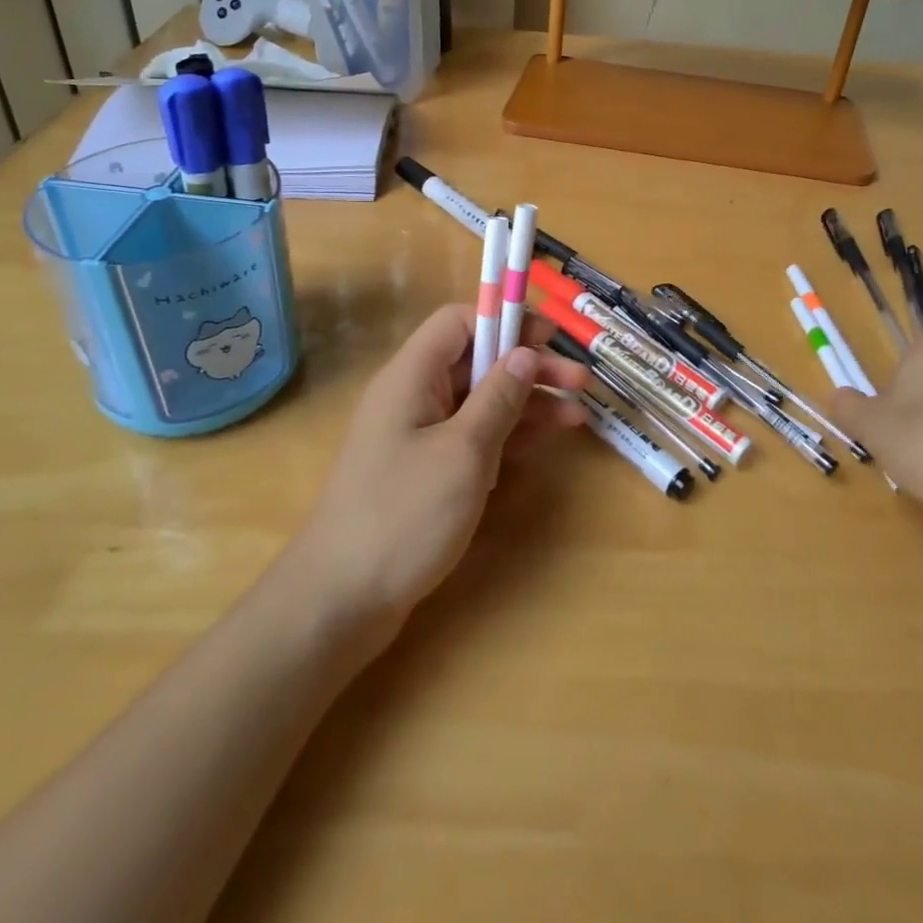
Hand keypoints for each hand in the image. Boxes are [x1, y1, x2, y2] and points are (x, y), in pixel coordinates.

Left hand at [297, 304, 591, 624]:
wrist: (340, 601)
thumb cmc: (403, 515)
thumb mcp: (463, 452)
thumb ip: (498, 398)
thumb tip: (525, 353)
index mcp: (412, 376)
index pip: (460, 321)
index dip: (505, 320)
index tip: (549, 338)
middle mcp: (416, 396)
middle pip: (478, 361)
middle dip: (530, 367)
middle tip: (581, 382)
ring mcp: (421, 435)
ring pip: (483, 401)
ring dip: (529, 404)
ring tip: (579, 415)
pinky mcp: (429, 470)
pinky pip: (475, 436)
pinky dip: (511, 435)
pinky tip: (548, 439)